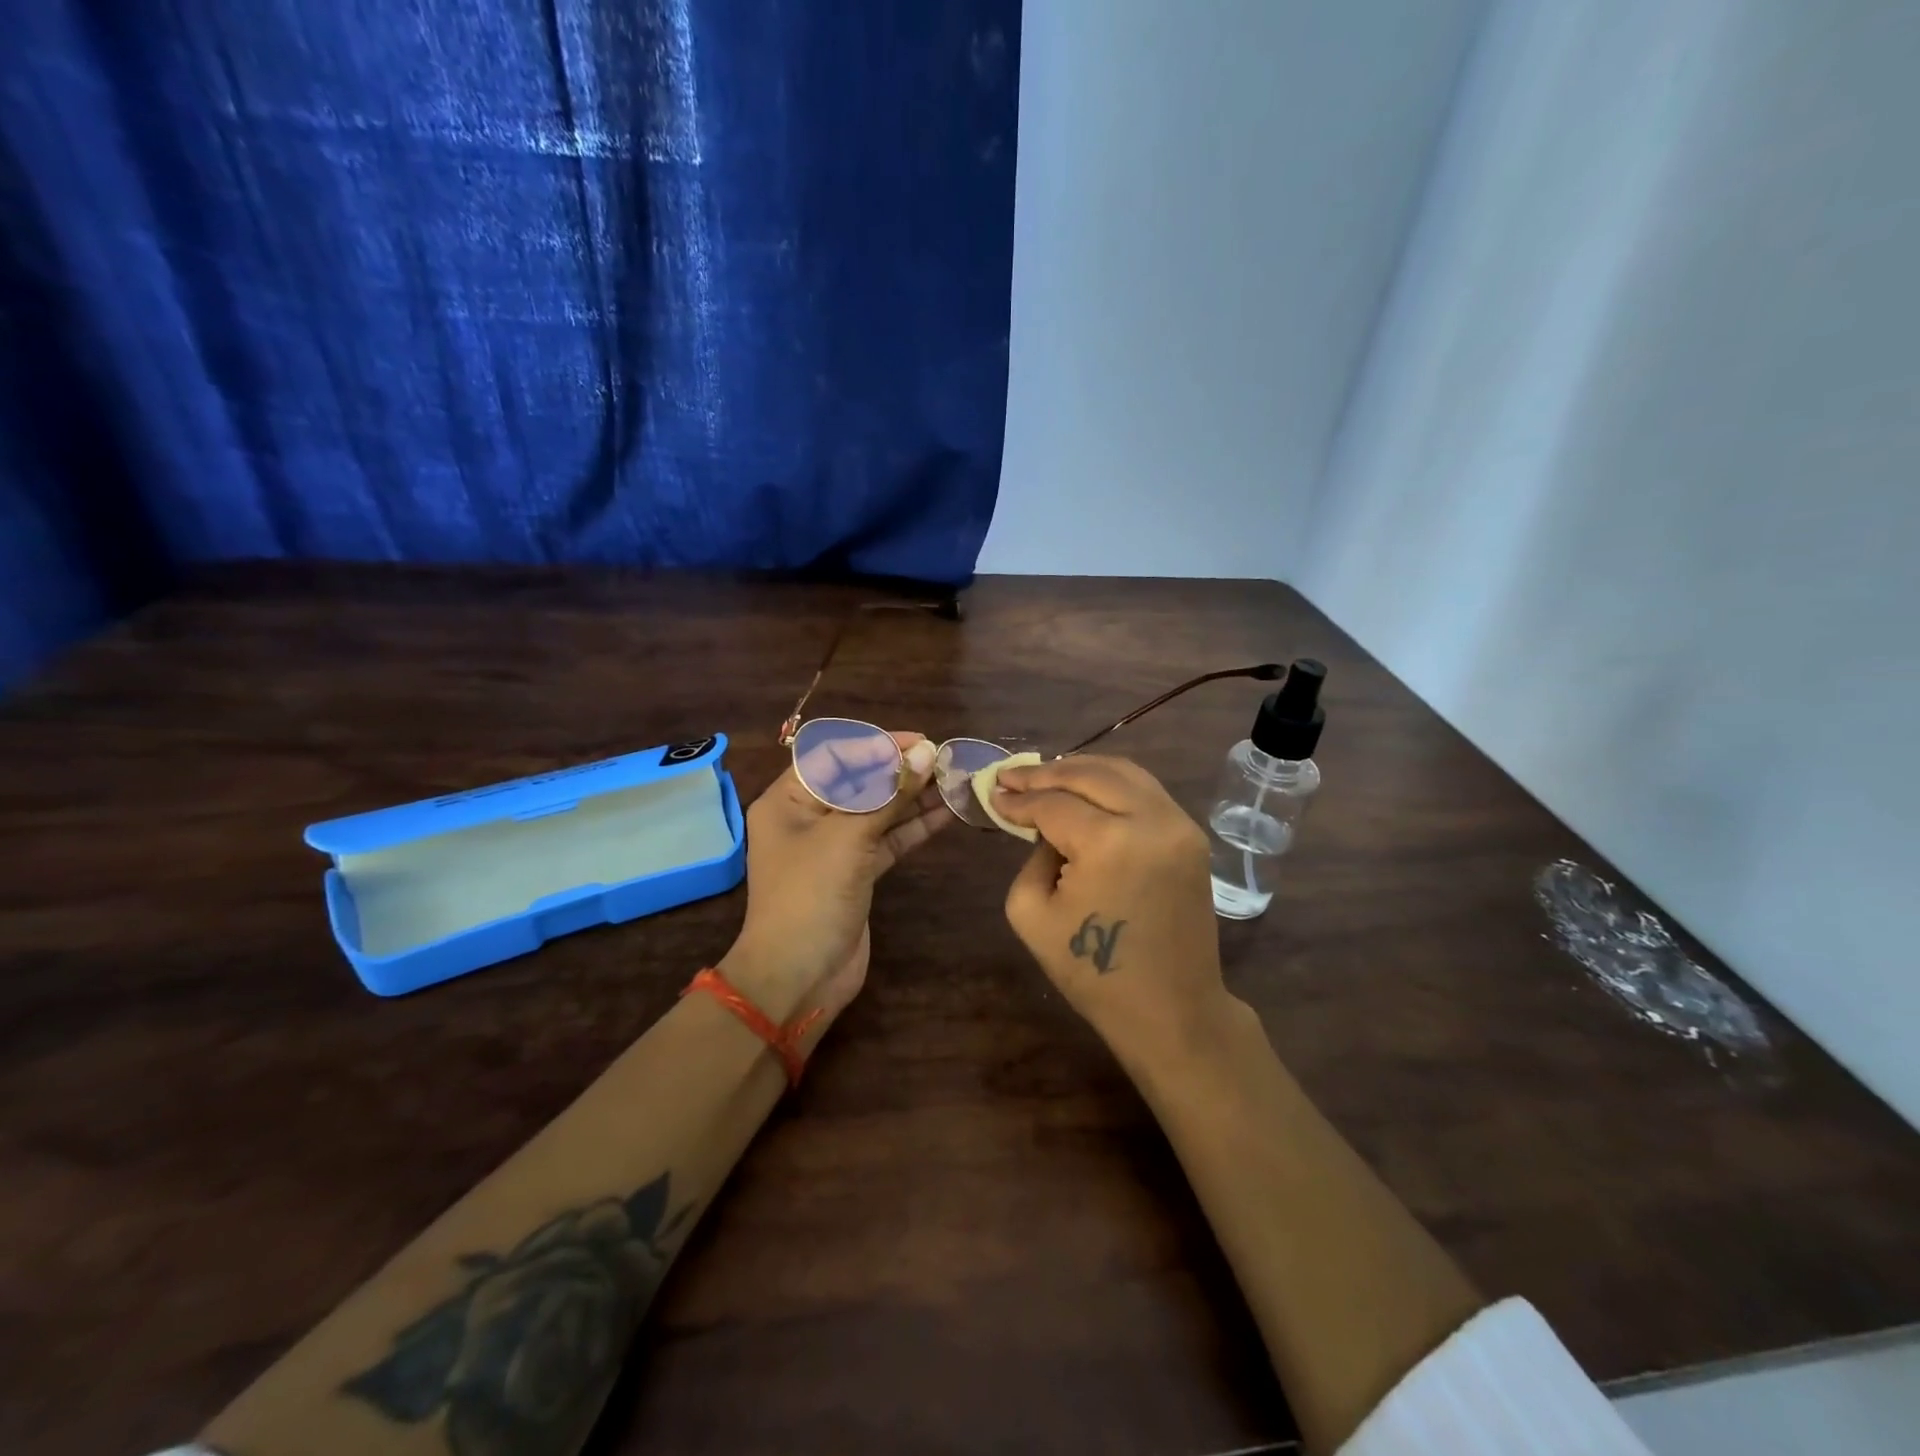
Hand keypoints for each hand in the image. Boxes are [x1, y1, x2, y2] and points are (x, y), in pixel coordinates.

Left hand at [720, 731, 953, 1031]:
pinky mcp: (857, 873)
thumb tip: (926, 753)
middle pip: (860, 782)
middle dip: (901, 771)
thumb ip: (889, 794)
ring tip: (955, 781)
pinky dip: (914, 827)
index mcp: (789, 800)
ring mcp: (835, 848)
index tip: (919, 742)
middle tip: (946, 760)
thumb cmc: (810, 895)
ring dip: (914, 798)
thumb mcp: (848, 838)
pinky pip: (888, 840)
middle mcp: (810, 818)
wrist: (798, 977)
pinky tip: (947, 813)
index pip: (835, 757)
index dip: (877, 746)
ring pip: (879, 812)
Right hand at [992, 755, 1239, 1073]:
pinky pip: (1145, 791)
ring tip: (1045, 775)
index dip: (1019, 799)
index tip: (993, 793)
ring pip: (1123, 772)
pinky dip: (1111, 784)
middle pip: (1090, 774)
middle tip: (1011, 776)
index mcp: (1110, 842)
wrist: (1172, 1010)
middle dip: (1045, 773)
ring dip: (1080, 769)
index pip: (1053, 804)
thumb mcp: (1032, 914)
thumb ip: (1031, 856)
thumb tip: (1045, 827)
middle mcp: (1151, 820)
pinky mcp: (1192, 835)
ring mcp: (1179, 825)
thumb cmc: (1094, 974)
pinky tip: (1085, 789)